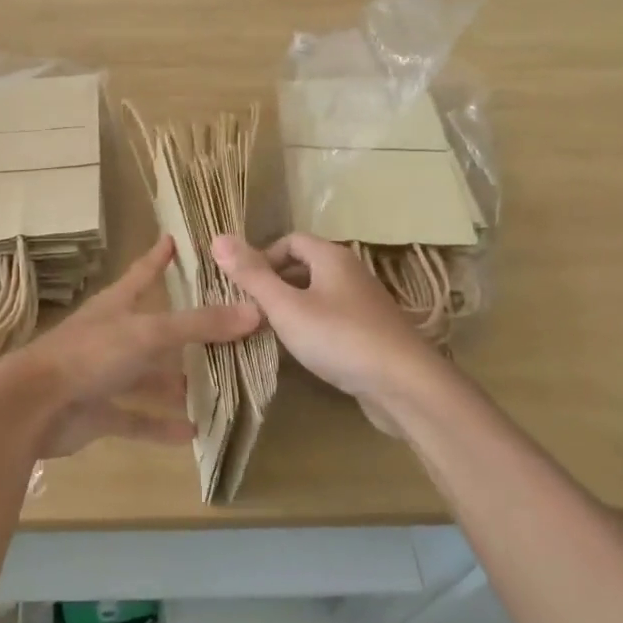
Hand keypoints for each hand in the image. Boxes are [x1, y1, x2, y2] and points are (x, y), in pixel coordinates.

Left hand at [0, 236, 260, 458]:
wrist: (33, 407)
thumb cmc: (90, 355)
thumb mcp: (148, 333)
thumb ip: (199, 325)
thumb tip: (255, 311)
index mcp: (116, 307)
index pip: (142, 273)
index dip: (159, 256)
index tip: (175, 238)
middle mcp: (111, 337)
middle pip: (154, 331)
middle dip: (185, 332)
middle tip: (224, 331)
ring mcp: (103, 376)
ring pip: (147, 378)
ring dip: (176, 384)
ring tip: (215, 388)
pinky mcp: (98, 412)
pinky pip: (137, 419)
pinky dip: (161, 426)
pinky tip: (191, 433)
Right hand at [211, 233, 442, 402]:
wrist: (404, 385)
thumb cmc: (339, 338)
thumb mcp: (286, 307)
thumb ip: (251, 275)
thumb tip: (217, 237)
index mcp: (332, 257)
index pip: (290, 240)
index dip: (263, 257)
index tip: (245, 287)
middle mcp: (351, 272)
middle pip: (304, 266)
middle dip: (275, 283)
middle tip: (252, 310)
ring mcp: (364, 303)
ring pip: (318, 294)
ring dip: (293, 307)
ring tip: (271, 332)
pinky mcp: (372, 332)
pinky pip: (333, 317)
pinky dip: (313, 326)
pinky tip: (304, 351)